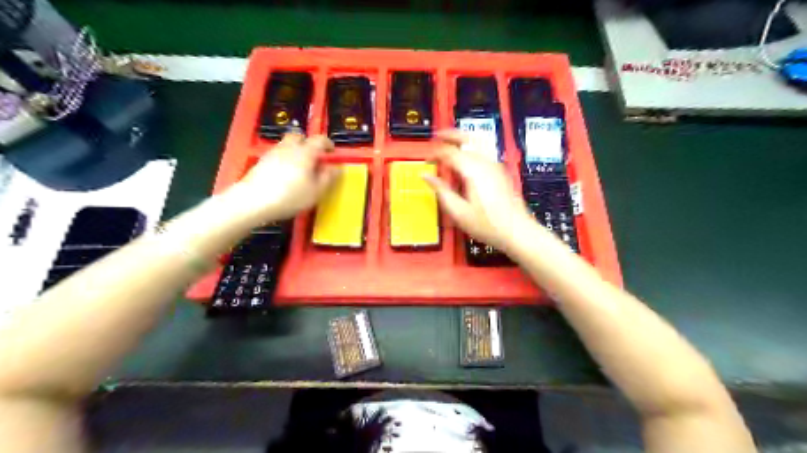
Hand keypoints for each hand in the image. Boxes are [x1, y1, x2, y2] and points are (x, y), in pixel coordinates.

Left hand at [228, 131, 336, 219]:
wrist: (253, 201)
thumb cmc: (290, 196)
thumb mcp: (316, 191)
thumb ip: (327, 177)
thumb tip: (335, 167)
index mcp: (305, 152)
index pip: (320, 140)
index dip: (328, 144)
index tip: (332, 153)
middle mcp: (289, 147)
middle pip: (299, 137)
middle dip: (308, 143)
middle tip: (314, 157)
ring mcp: (273, 152)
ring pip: (286, 145)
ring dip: (295, 151)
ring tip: (300, 167)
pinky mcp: (261, 161)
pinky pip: (277, 154)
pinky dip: (284, 159)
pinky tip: (285, 174)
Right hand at [425, 129, 533, 251]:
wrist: (516, 231)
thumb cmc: (488, 225)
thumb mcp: (458, 212)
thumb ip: (441, 191)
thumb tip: (426, 176)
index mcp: (472, 171)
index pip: (449, 152)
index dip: (435, 153)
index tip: (426, 160)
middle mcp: (485, 163)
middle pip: (466, 138)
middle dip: (450, 135)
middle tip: (437, 136)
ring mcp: (495, 165)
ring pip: (477, 142)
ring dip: (462, 139)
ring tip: (450, 142)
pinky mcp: (500, 171)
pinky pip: (483, 151)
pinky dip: (471, 148)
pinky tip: (465, 158)